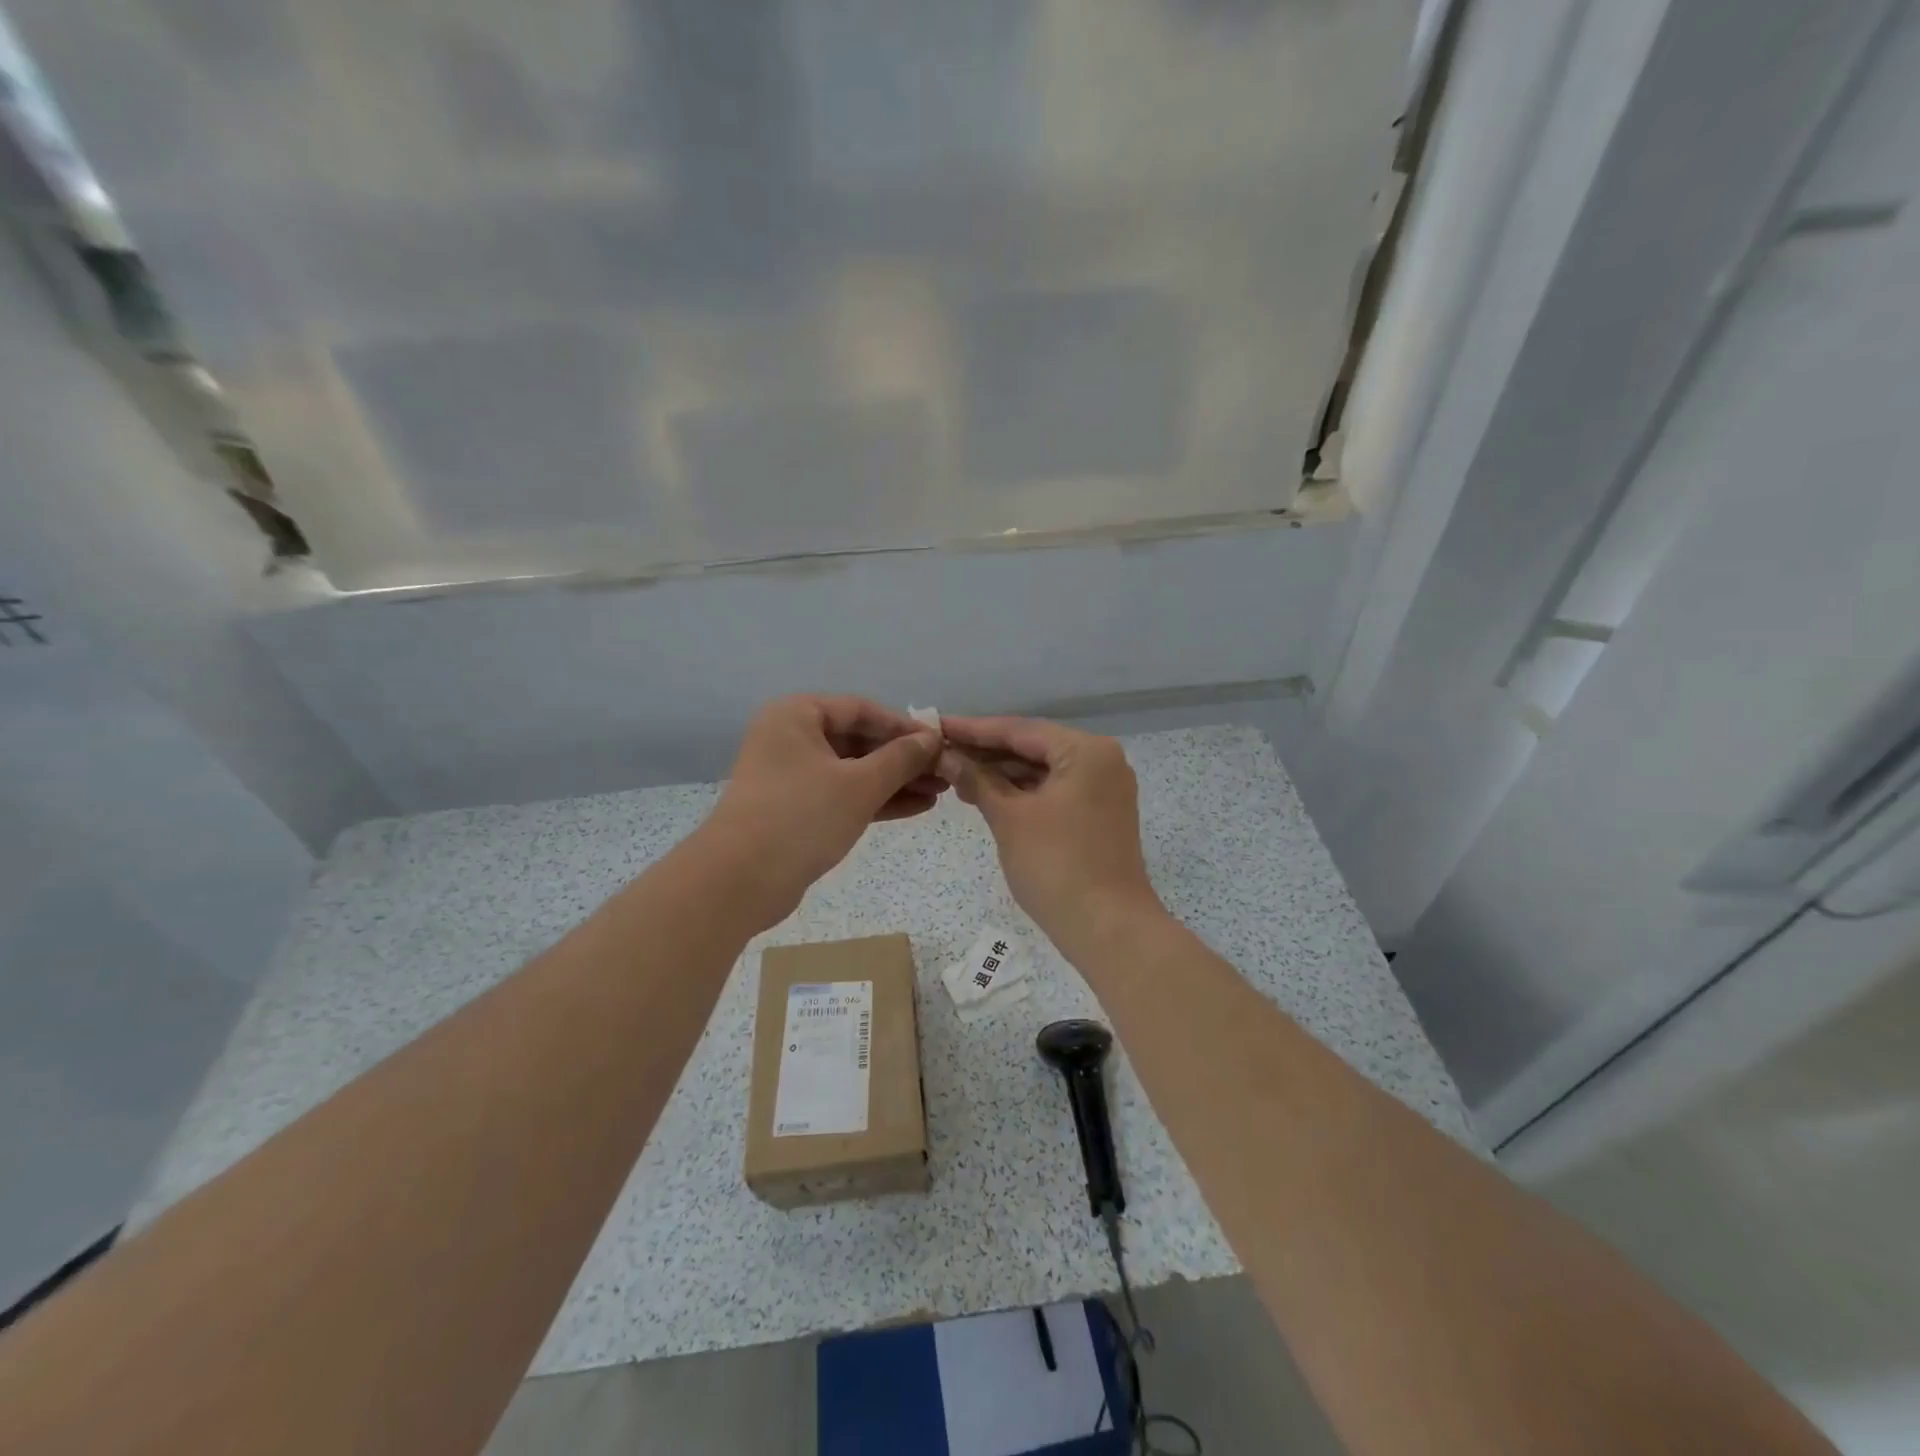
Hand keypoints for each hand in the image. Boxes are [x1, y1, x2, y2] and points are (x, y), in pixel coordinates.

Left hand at [701, 695, 944, 928]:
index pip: (861, 710)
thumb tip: (931, 739)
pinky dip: (876, 800)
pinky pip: (843, 795)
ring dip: (895, 781)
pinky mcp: (796, 810)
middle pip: (858, 740)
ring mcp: (792, 776)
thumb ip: (900, 758)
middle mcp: (791, 738)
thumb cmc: (802, 816)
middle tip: (945, 772)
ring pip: (853, 771)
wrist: (741, 880)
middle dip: (903, 758)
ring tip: (939, 793)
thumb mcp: (860, 784)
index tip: (940, 742)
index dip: (904, 726)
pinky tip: (916, 808)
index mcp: (797, 715)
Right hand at [939, 717, 1164, 953]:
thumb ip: (976, 780)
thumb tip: (945, 755)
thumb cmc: (1056, 865)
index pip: (1020, 730)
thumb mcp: (1009, 818)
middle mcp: (1102, 760)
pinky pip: (1055, 790)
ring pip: (1043, 770)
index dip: (974, 730)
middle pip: (1033, 746)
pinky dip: (1023, 792)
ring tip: (956, 777)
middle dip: (986, 752)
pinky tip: (988, 796)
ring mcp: (1104, 789)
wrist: (1108, 929)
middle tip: (940, 753)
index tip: (936, 726)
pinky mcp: (1100, 814)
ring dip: (1002, 774)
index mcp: (1086, 751)